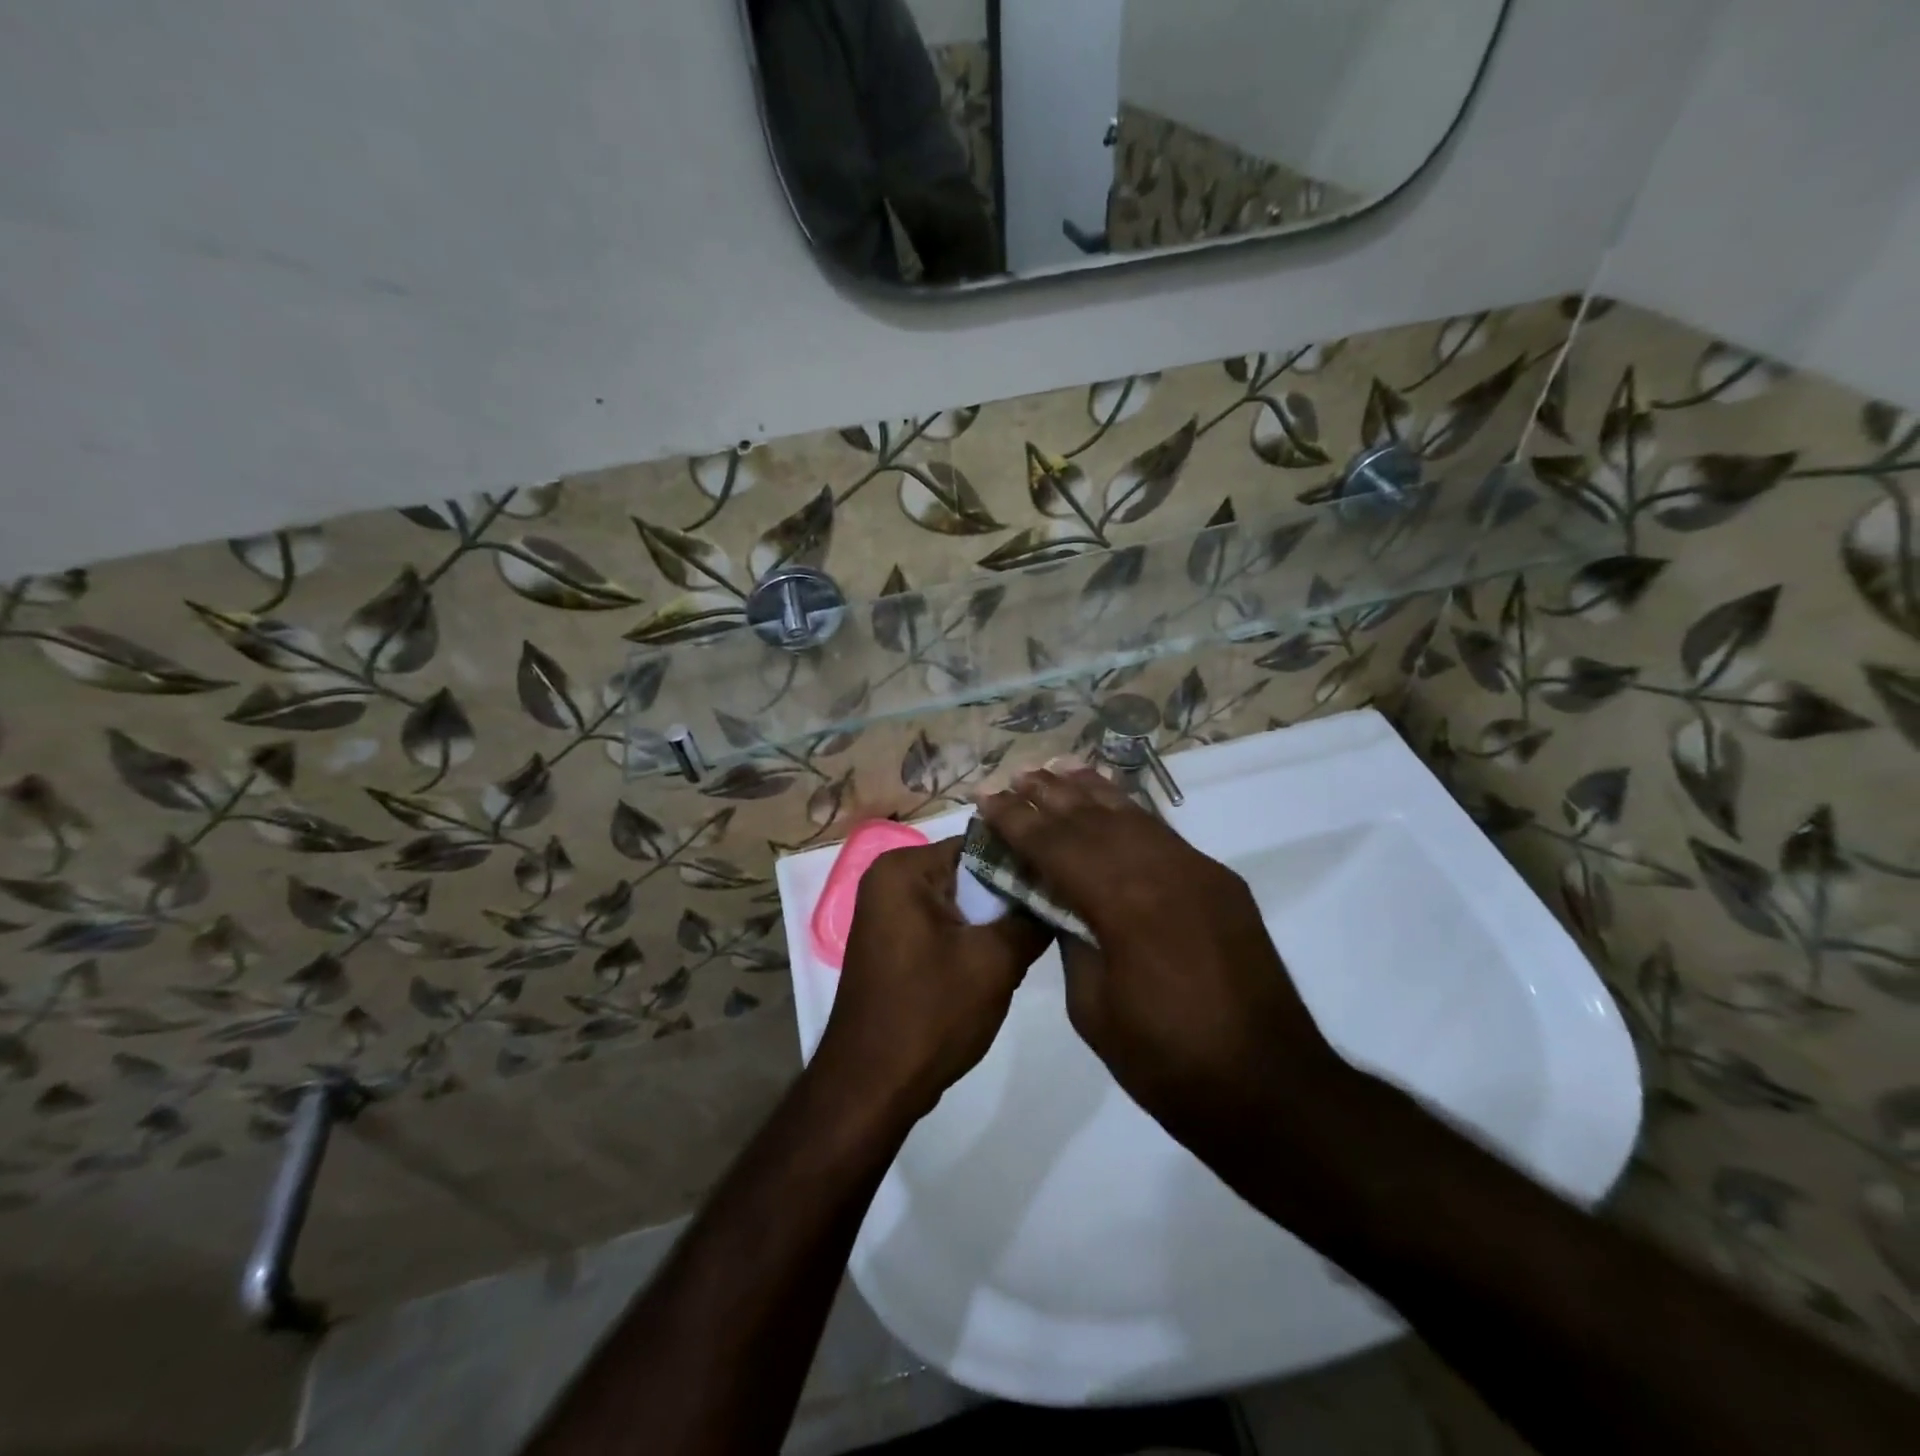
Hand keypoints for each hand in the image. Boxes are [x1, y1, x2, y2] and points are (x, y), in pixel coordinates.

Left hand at [815, 838, 1050, 1120]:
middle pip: (970, 870)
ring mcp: (889, 911)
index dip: (1025, 861)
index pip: (981, 843)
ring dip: (996, 918)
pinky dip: (974, 936)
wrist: (872, 1086)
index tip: (1066, 879)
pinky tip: (1006, 956)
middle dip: (1011, 892)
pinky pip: (944, 923)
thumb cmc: (930, 1014)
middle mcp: (890, 878)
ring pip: (961, 900)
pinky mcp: (895, 942)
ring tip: (1040, 932)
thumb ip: (1031, 918)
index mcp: (905, 868)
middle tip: (1059, 908)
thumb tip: (1061, 892)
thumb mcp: (994, 961)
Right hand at [978, 768, 1351, 1154]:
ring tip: (1055, 770)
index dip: (1016, 821)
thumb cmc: (1167, 1062)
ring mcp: (1197, 870)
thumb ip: (1071, 940)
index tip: (985, 798)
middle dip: (1048, 796)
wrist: (1269, 1088)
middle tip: (1012, 777)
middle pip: (1093, 818)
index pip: (1056, 846)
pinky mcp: (1219, 881)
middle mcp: (1161, 870)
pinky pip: (1162, 833)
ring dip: (1089, 792)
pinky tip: (1111, 802)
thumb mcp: (1093, 1008)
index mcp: (1123, 903)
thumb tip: (1059, 902)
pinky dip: (1129, 812)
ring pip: (1132, 815)